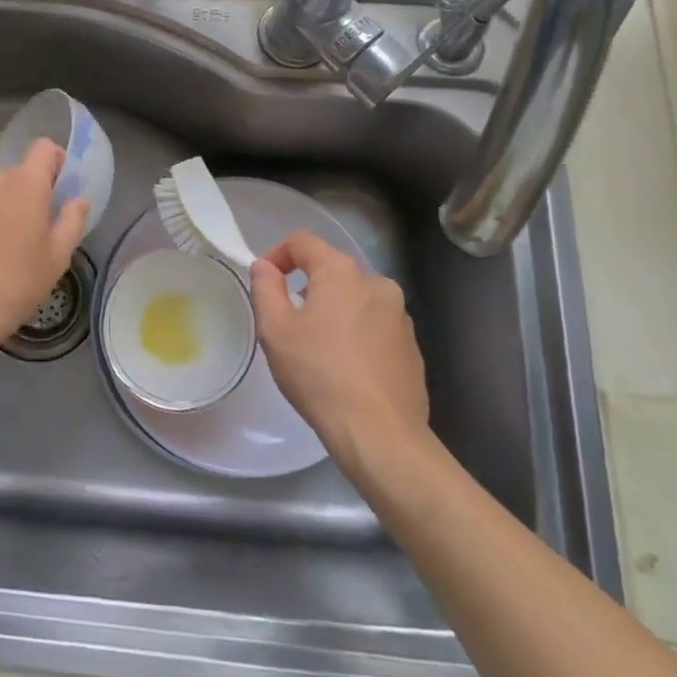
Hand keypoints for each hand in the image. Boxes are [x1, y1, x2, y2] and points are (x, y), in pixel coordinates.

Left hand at [0, 139, 90, 353]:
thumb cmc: (18, 281)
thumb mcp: (57, 255)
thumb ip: (72, 220)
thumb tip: (78, 200)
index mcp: (26, 183)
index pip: (43, 148)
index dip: (57, 161)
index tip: (62, 189)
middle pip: (22, 171)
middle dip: (36, 190)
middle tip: (43, 225)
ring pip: (1, 188)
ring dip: (13, 203)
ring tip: (17, 241)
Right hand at [248, 231, 433, 459]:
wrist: (381, 435)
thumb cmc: (320, 375)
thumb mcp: (275, 329)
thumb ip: (265, 288)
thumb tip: (265, 266)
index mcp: (342, 272)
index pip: (303, 242)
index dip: (277, 255)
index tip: (265, 283)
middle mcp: (377, 284)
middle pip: (331, 271)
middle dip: (306, 288)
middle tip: (288, 323)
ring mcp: (400, 316)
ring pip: (355, 300)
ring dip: (333, 312)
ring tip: (317, 349)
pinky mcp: (412, 347)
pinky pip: (375, 327)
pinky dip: (356, 335)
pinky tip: (346, 369)